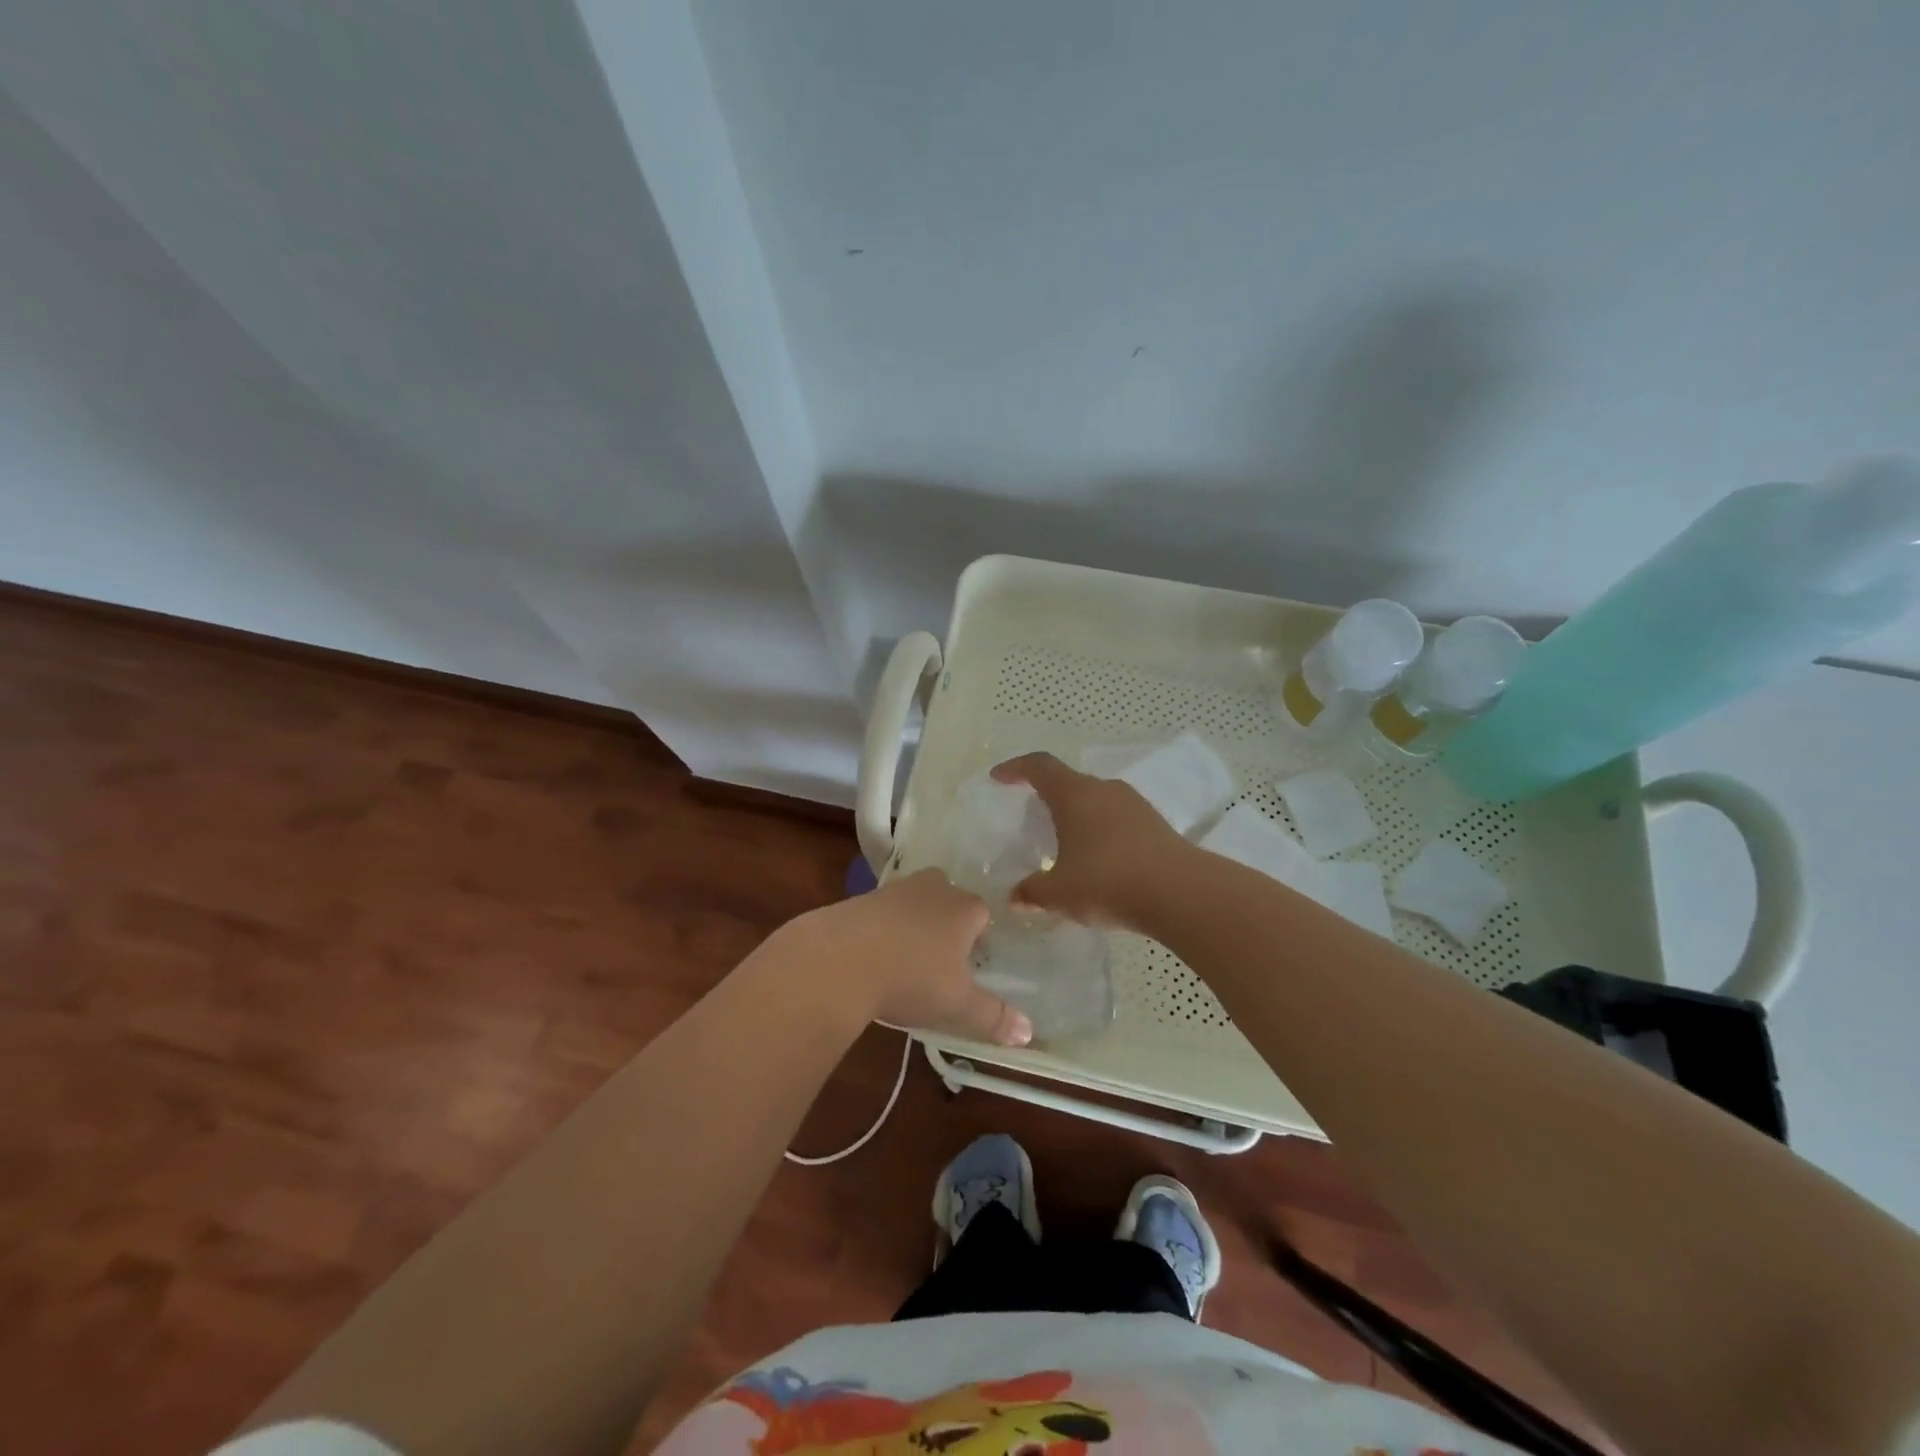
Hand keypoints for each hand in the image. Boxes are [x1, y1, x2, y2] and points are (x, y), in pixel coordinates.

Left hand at [786, 870, 1031, 1046]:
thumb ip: (994, 1017)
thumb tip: (1029, 1034)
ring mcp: (894, 889)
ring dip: (914, 922)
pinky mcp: (860, 898)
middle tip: (942, 956)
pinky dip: (882, 928)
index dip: (981, 936)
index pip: (983, 913)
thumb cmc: (911, 978)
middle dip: (948, 921)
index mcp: (964, 908)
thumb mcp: (957, 1005)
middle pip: (949, 897)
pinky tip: (874, 956)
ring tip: (907, 958)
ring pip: (914, 901)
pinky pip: (882, 911)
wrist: (839, 958)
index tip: (973, 963)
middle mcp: (933, 888)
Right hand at [992, 752, 1192, 929]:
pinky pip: (1117, 819)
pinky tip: (1100, 861)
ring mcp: (1134, 804)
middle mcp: (1104, 789)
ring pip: (1096, 800)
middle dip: (1048, 796)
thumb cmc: (1107, 882)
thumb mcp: (1059, 893)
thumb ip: (1032, 892)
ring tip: (1067, 844)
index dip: (1016, 768)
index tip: (999, 778)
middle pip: (1069, 782)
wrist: (1180, 893)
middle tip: (1033, 817)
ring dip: (1078, 816)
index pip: (1039, 766)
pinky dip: (1101, 831)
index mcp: (1074, 794)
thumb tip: (1015, 897)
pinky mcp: (1155, 824)